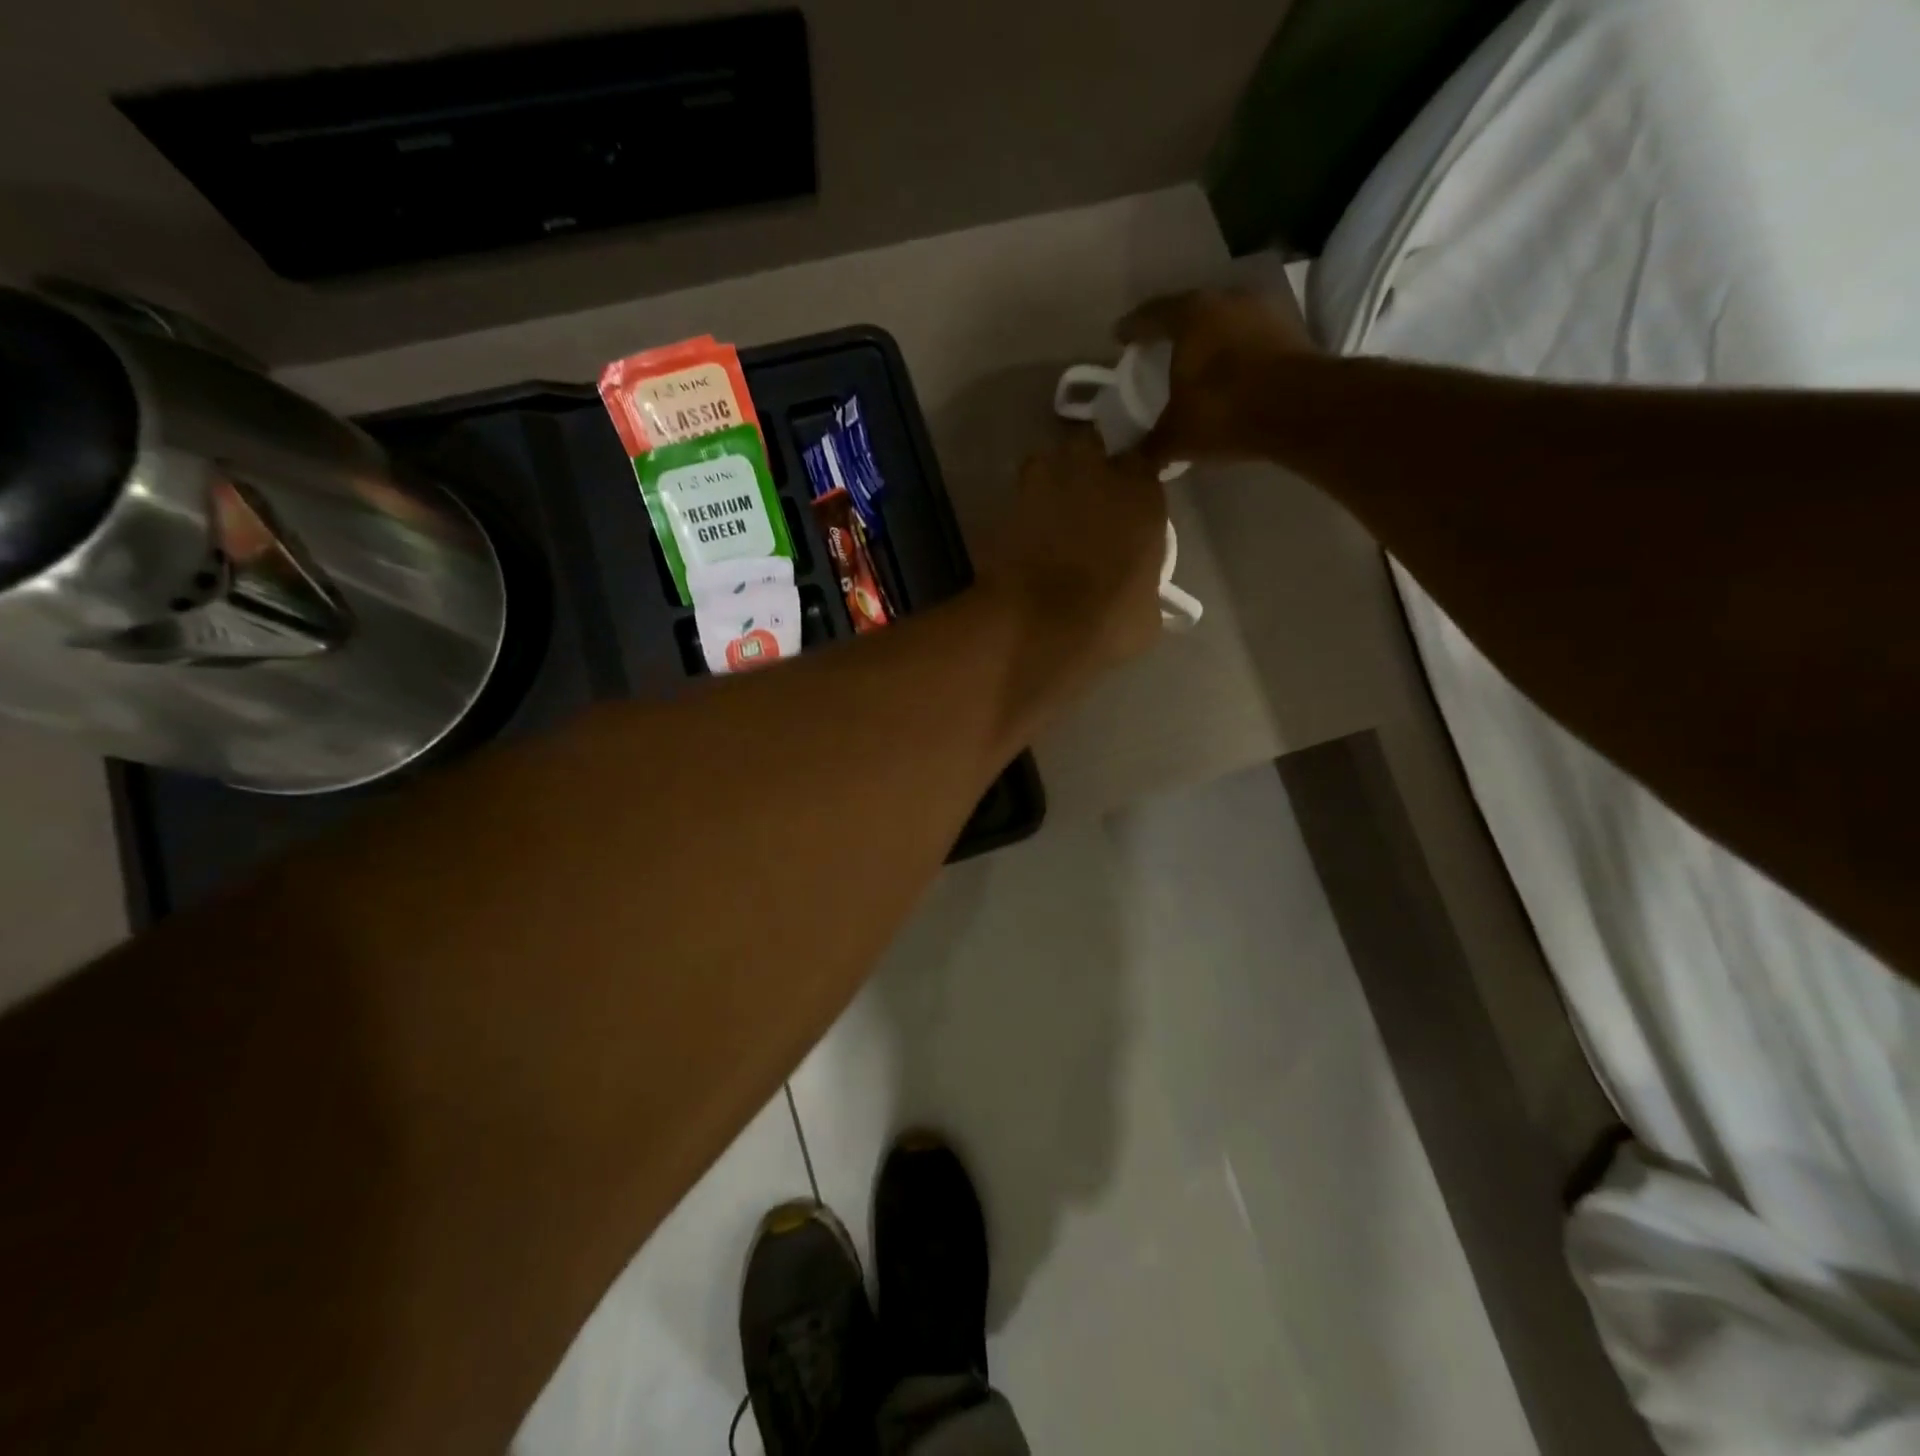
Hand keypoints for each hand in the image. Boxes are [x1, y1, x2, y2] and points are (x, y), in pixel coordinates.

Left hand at [986, 428, 1166, 679]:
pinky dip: (1020, 516)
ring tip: (1049, 518)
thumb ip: (1143, 580)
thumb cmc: (1106, 619)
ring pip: (1046, 465)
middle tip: (1085, 503)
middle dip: (1087, 468)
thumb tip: (1135, 587)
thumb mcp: (1147, 610)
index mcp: (1139, 490)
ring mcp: (1041, 482)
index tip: (1125, 506)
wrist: (1037, 626)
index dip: (1130, 483)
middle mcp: (1092, 471)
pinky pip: (1016, 502)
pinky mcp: (1004, 505)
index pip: (1140, 463)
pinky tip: (1022, 543)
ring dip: (1049, 484)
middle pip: (1089, 449)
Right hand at [1116, 288, 1317, 464]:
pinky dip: (1234, 352)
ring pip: (1222, 322)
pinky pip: (1248, 338)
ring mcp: (1262, 311)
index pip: (1150, 315)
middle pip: (1189, 311)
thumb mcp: (1177, 437)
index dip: (1131, 328)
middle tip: (1156, 348)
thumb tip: (1126, 461)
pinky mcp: (1289, 330)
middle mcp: (1225, 300)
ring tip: (1194, 361)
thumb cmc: (1224, 411)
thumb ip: (1149, 446)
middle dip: (1171, 330)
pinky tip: (1227, 372)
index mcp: (1189, 315)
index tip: (1120, 338)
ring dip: (1207, 339)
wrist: (1299, 409)